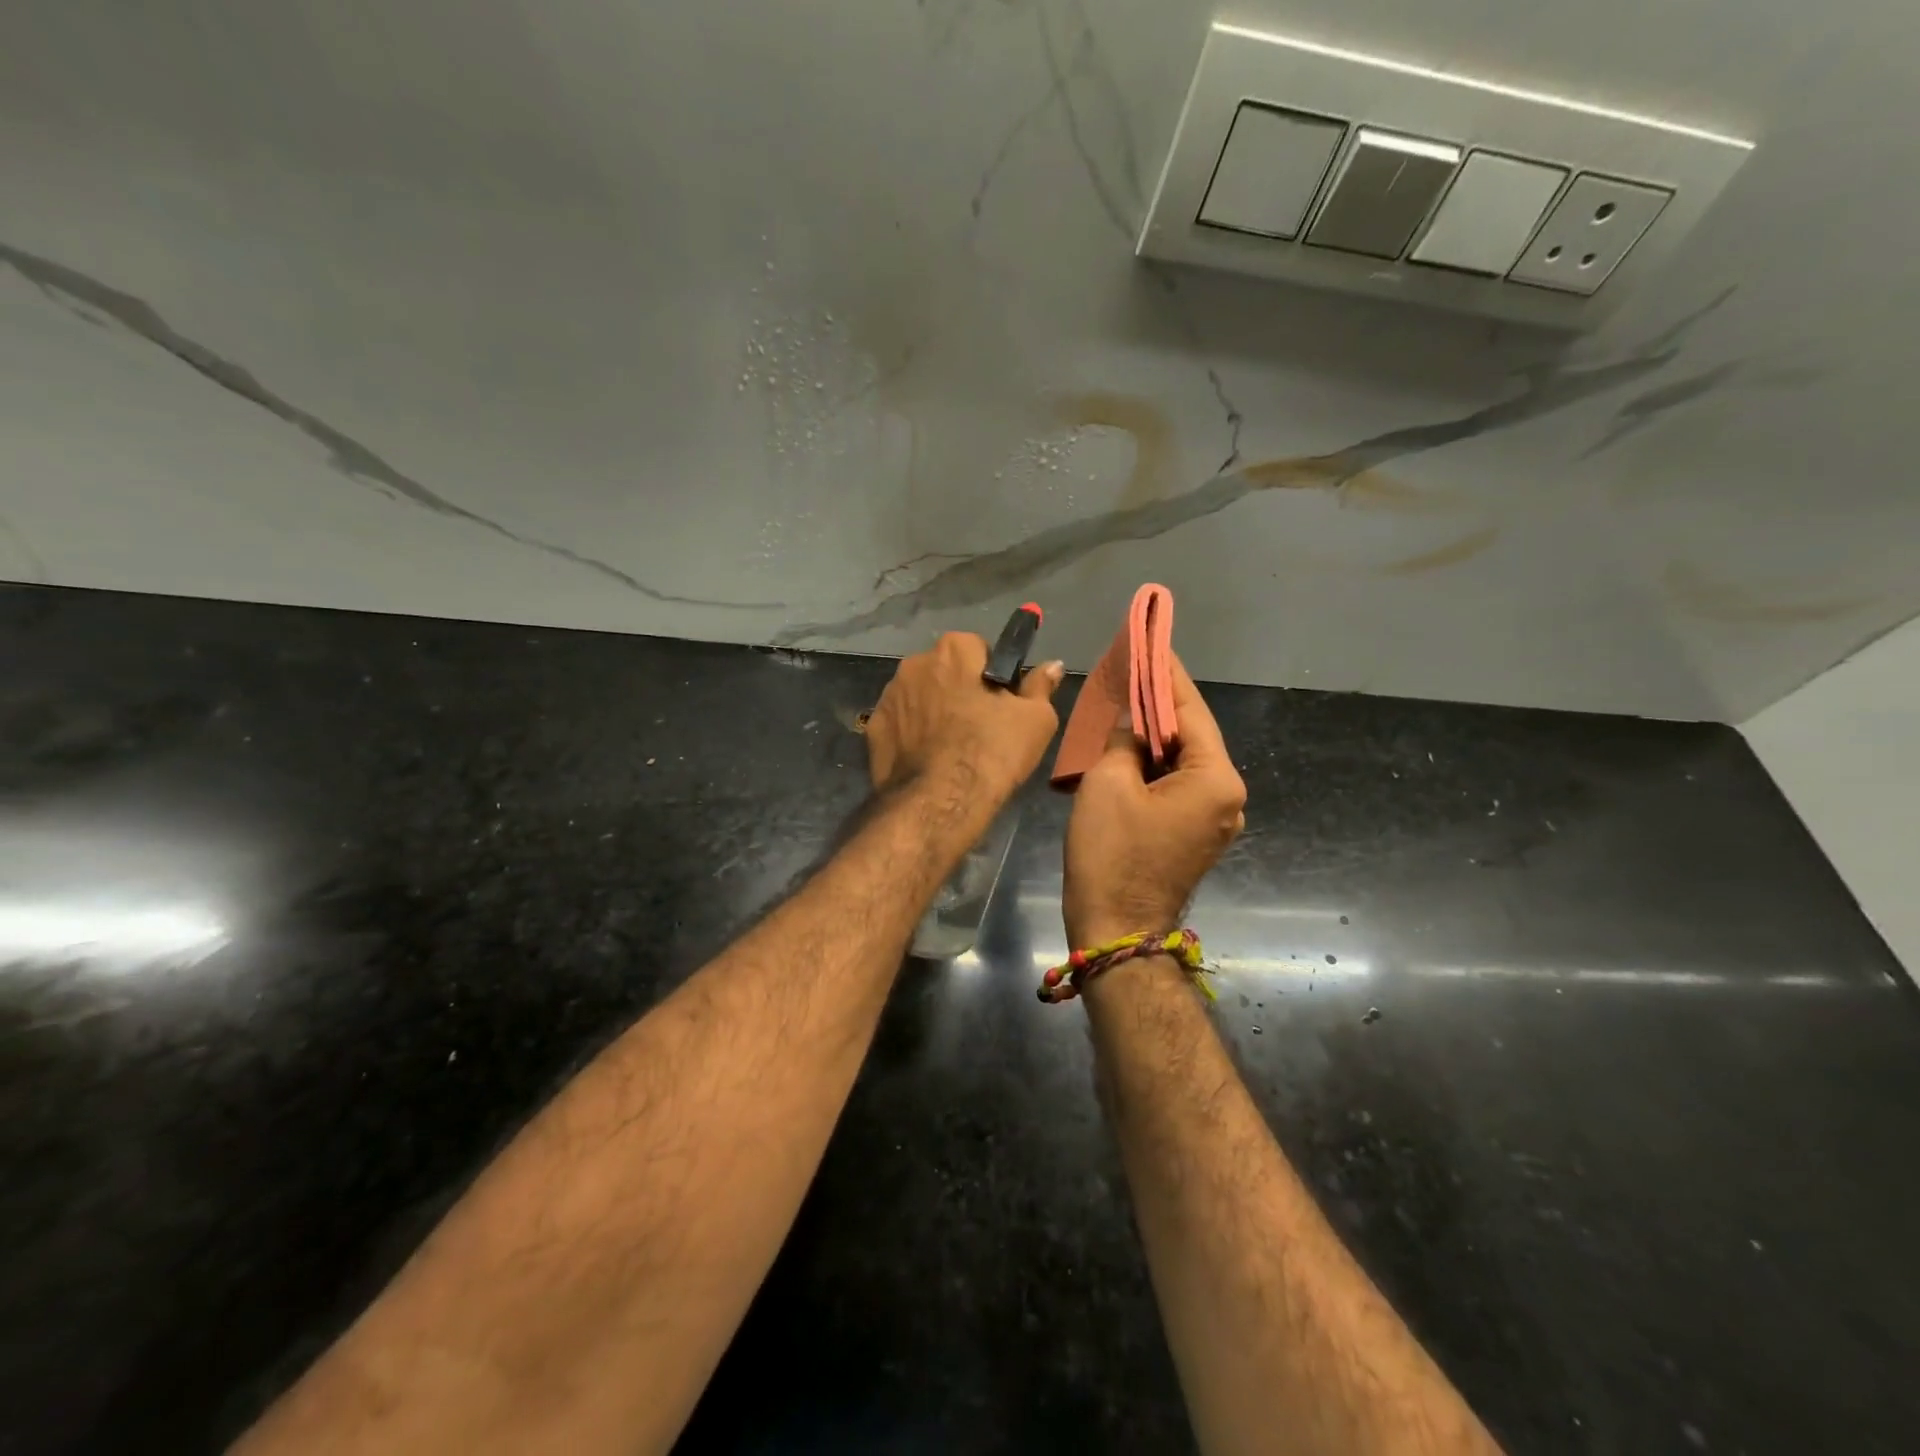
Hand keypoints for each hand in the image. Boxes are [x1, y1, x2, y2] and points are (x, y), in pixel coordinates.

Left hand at [867, 632, 1063, 815]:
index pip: (978, 648)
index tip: (1001, 703)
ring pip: (920, 696)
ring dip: (933, 711)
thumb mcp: (1035, 720)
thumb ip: (1041, 686)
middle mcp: (914, 663)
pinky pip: (900, 724)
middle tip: (979, 727)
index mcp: (954, 650)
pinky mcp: (873, 729)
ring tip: (951, 748)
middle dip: (959, 690)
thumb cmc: (992, 753)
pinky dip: (911, 735)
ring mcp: (888, 696)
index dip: (992, 676)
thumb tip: (1052, 665)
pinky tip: (927, 760)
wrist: (938, 804)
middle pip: (946, 671)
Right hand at [1063, 654, 1245, 950]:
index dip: (1167, 674)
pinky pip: (1177, 785)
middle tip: (1132, 668)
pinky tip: (1130, 747)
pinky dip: (1155, 764)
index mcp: (1215, 778)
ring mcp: (1215, 818)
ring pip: (1183, 761)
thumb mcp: (1108, 782)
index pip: (1191, 710)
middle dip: (1161, 704)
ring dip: (1156, 735)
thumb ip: (1124, 740)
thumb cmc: (1111, 853)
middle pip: (1192, 736)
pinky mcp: (1196, 835)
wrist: (1115, 929)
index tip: (1152, 641)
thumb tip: (1133, 727)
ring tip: (1127, 700)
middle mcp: (1228, 795)